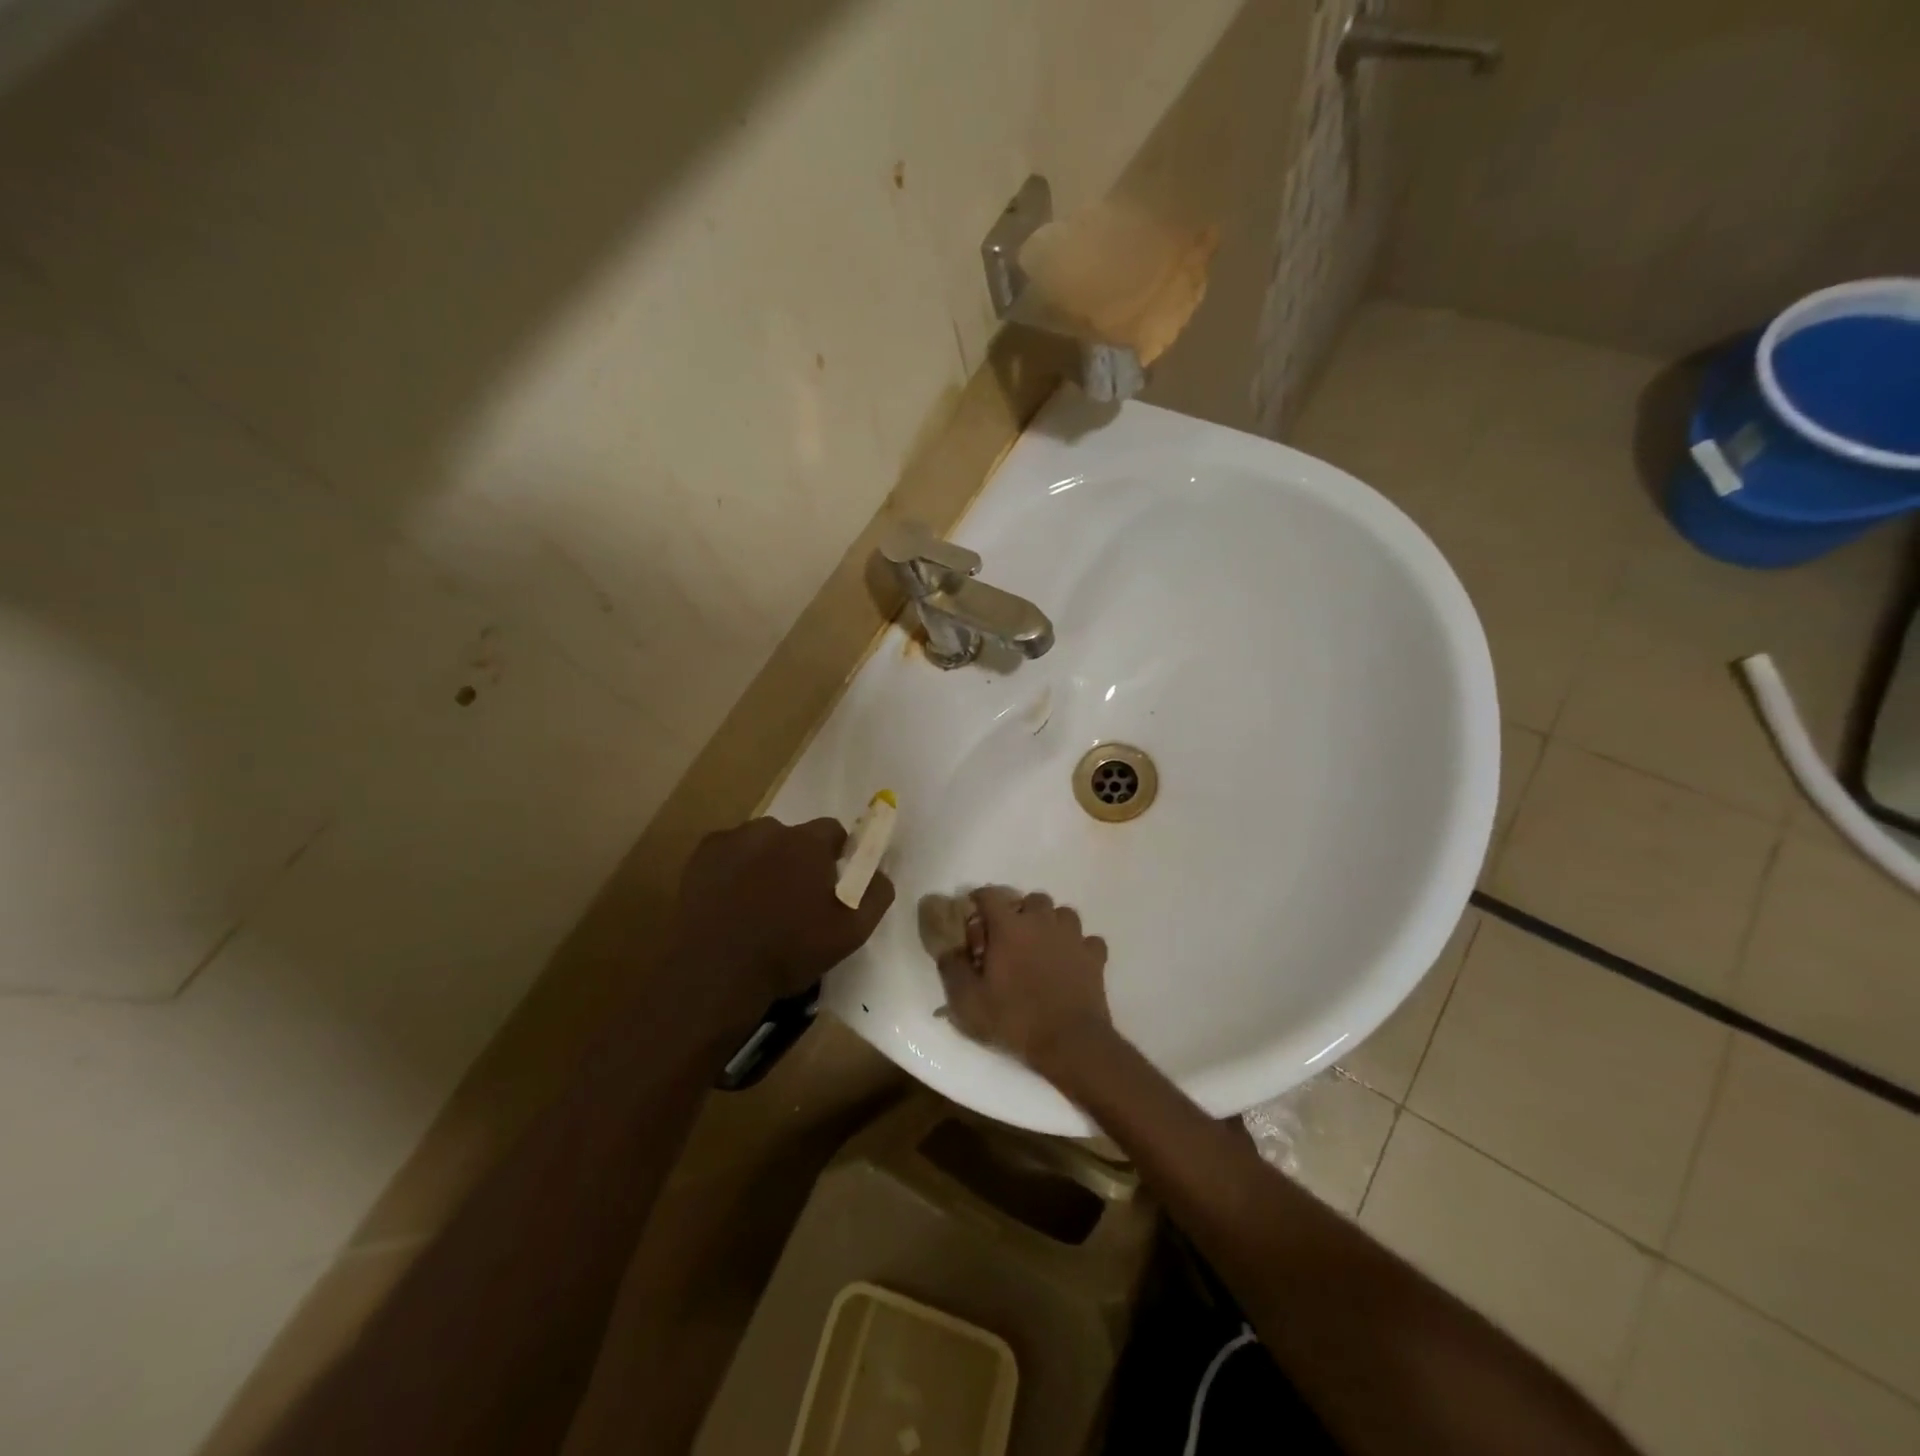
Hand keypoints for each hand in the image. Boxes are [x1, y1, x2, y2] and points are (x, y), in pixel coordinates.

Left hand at [669, 817, 894, 1020]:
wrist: (716, 974)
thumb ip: (876, 893)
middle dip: (798, 859)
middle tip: (794, 899)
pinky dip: (733, 869)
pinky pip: (728, 854)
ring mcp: (731, 839)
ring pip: (759, 844)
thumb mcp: (852, 931)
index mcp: (808, 842)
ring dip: (765, 863)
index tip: (830, 884)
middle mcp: (770, 829)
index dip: (835, 856)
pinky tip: (731, 901)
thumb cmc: (789, 951)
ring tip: (759, 904)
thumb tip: (881, 871)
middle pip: (794, 837)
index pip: (833, 831)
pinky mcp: (701, 856)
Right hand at [936, 887, 1111, 1074]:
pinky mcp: (1094, 956)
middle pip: (1032, 899)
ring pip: (1063, 914)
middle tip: (1010, 936)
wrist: (1069, 1042)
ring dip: (1051, 924)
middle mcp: (1042, 922)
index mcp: (1009, 927)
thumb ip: (952, 968)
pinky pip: (1088, 940)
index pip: (990, 895)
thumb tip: (948, 948)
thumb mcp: (968, 1002)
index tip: (974, 913)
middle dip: (1020, 911)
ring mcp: (1072, 937)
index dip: (979, 899)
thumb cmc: (1014, 1018)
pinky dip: (1079, 947)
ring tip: (1043, 946)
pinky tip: (1071, 962)